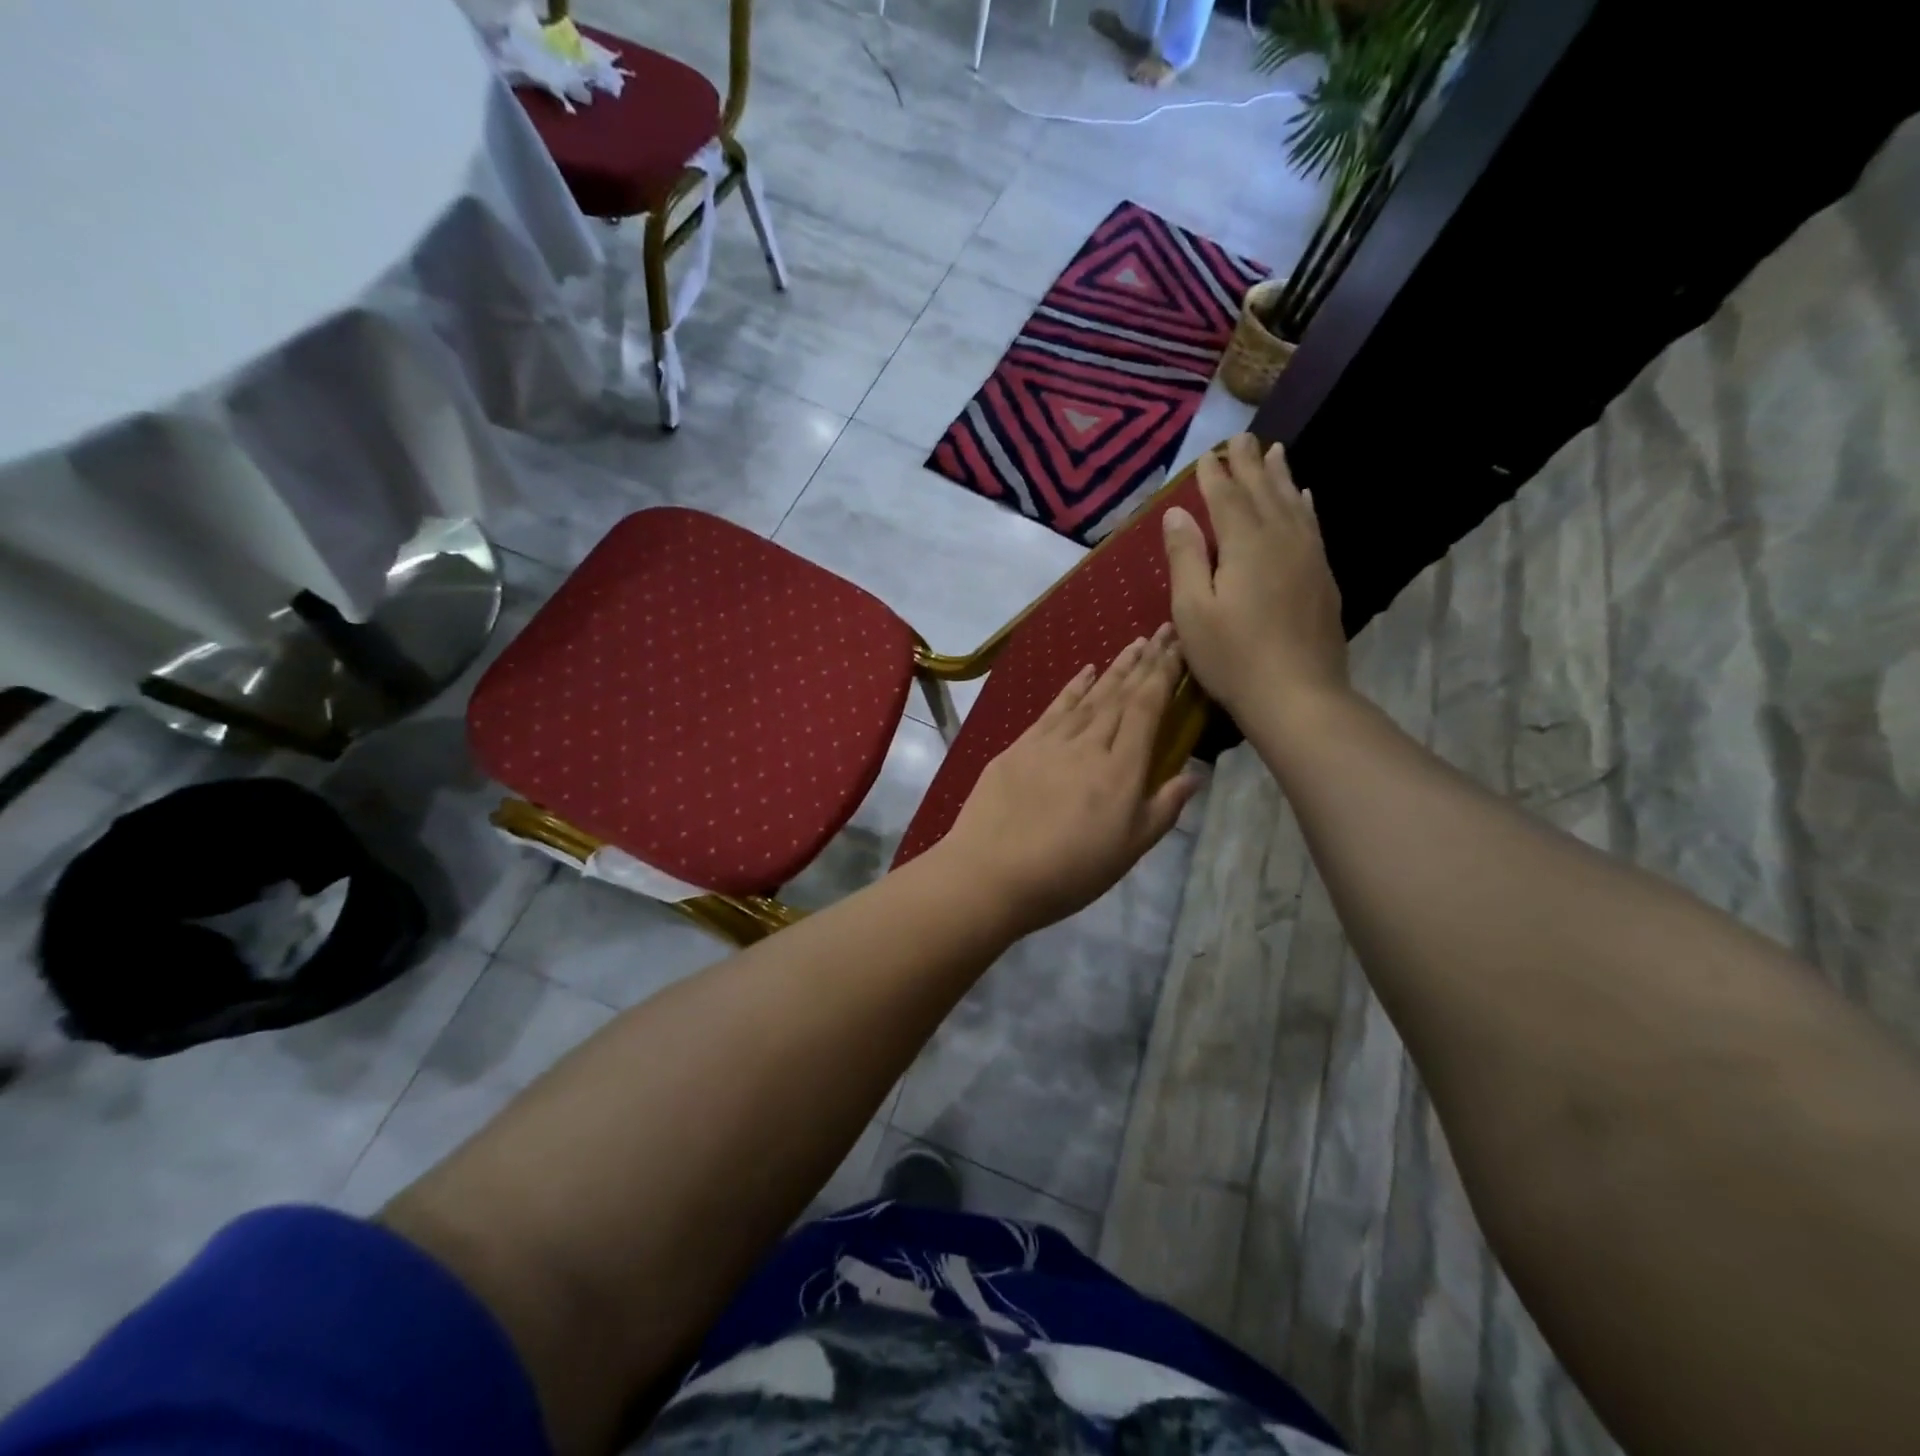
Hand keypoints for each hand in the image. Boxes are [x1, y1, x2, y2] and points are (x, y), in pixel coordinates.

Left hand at [937, 627, 1198, 936]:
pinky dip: (1073, 686)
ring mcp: (1051, 741)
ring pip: (1090, 695)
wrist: (991, 872)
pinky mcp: (1020, 746)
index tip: (1178, 649)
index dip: (1164, 675)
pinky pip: (1054, 707)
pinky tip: (1085, 671)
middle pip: (1121, 694)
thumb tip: (1194, 774)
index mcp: (1121, 769)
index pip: (1147, 708)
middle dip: (1145, 661)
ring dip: (1113, 668)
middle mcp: (1089, 744)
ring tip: (1134, 644)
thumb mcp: (1129, 850)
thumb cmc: (1069, 872)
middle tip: (1162, 632)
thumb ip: (1163, 808)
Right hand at [1162, 433, 1347, 723]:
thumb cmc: (1233, 656)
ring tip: (1276, 451)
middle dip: (1249, 464)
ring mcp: (1308, 557)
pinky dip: (1305, 506)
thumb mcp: (1192, 610)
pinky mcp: (1322, 578)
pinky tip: (1304, 498)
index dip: (1214, 475)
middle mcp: (1281, 539)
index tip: (1207, 455)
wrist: (1298, 695)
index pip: (1226, 498)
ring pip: (1293, 504)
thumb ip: (1185, 557)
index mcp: (1245, 545)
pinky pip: (1313, 527)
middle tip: (1243, 438)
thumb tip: (1177, 513)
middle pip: (1263, 492)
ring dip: (1281, 477)